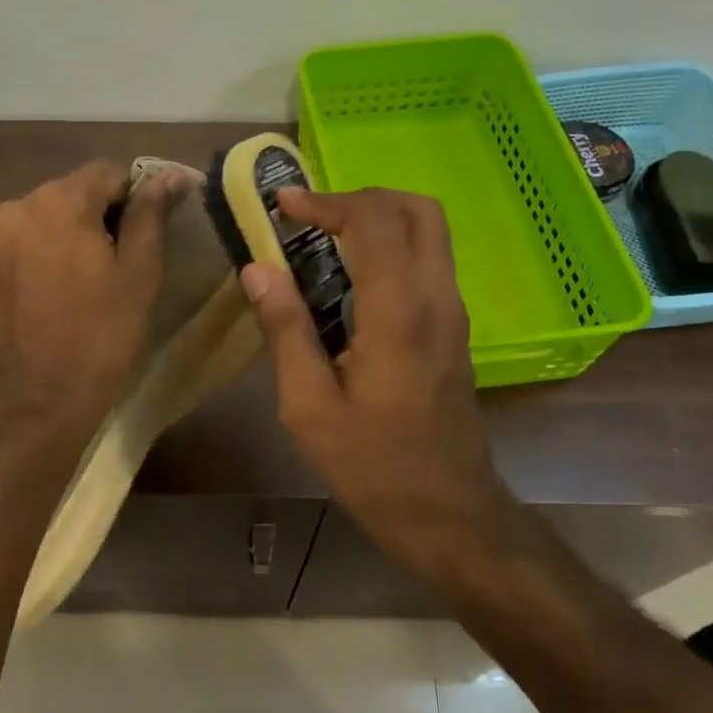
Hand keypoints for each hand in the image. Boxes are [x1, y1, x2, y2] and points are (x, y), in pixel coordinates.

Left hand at [0, 159, 187, 441]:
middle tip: (120, 263)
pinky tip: (56, 294)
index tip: (144, 236)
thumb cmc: (102, 334)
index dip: (133, 198)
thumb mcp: (139, 272)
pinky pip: (23, 245)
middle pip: (72, 193)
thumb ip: (151, 215)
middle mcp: (17, 208)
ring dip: (70, 236)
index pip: (107, 173)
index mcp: (58, 201)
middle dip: (99, 216)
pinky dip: (44, 256)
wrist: (41, 400)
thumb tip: (171, 176)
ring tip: (87, 281)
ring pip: (46, 219)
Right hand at [240, 186, 502, 548]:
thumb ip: (285, 330)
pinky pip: (427, 261)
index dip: (326, 201)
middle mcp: (436, 298)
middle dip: (360, 198)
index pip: (374, 221)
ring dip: (378, 219)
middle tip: (310, 217)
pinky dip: (391, 246)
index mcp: (398, 313)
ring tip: (323, 241)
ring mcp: (452, 312)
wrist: (449, 514)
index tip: (282, 206)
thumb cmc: (373, 466)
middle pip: (417, 209)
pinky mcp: (454, 329)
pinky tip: (349, 279)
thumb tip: (258, 269)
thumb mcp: (309, 407)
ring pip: (429, 231)